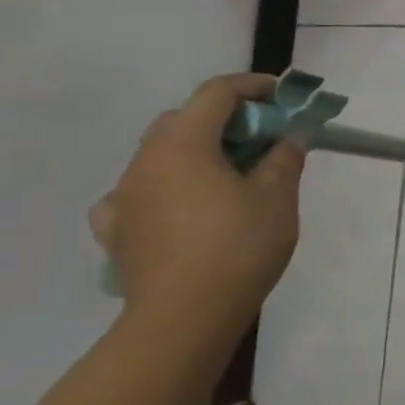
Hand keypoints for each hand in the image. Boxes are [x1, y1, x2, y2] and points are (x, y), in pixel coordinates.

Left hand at [90, 74, 305, 327]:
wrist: (183, 318)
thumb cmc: (238, 247)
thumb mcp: (278, 197)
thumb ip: (284, 158)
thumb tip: (287, 138)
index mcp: (183, 144)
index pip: (216, 93)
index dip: (253, 86)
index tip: (282, 96)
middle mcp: (145, 161)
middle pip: (183, 119)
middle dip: (225, 119)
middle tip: (261, 138)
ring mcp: (124, 196)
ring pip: (160, 155)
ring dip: (196, 152)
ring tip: (228, 176)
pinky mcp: (117, 230)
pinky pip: (138, 194)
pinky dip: (164, 189)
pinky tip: (179, 208)